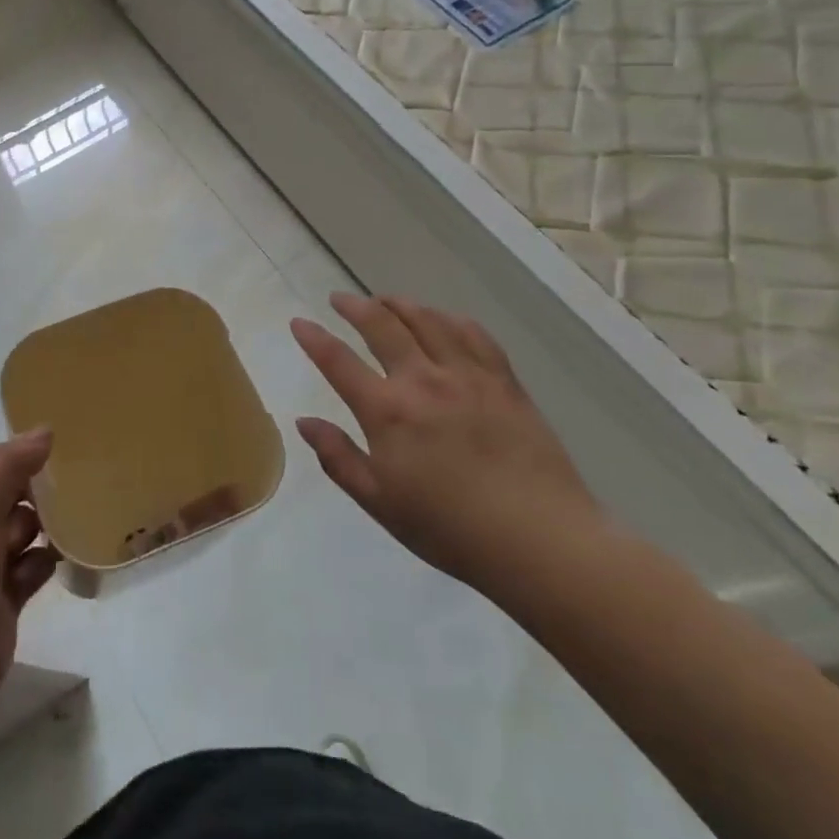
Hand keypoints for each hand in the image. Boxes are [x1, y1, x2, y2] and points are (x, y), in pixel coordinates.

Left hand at [0, 432, 60, 739]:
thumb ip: (12, 467)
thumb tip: (45, 428)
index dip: (12, 453)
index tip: (48, 457)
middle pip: (11, 492)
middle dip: (38, 491)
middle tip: (70, 491)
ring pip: (28, 528)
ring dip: (48, 526)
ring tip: (73, 525)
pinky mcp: (7, 597)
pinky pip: (35, 566)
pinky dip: (49, 561)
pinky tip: (64, 561)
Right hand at [290, 293, 603, 590]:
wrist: (539, 539)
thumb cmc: (450, 528)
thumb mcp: (379, 502)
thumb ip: (338, 457)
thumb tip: (304, 422)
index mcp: (387, 411)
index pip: (338, 361)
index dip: (314, 338)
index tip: (299, 322)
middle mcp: (423, 380)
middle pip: (382, 325)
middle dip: (354, 306)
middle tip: (340, 299)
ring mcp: (467, 375)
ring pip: (426, 320)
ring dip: (399, 304)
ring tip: (384, 301)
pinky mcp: (503, 381)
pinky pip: (473, 333)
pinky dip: (449, 318)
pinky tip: (442, 319)